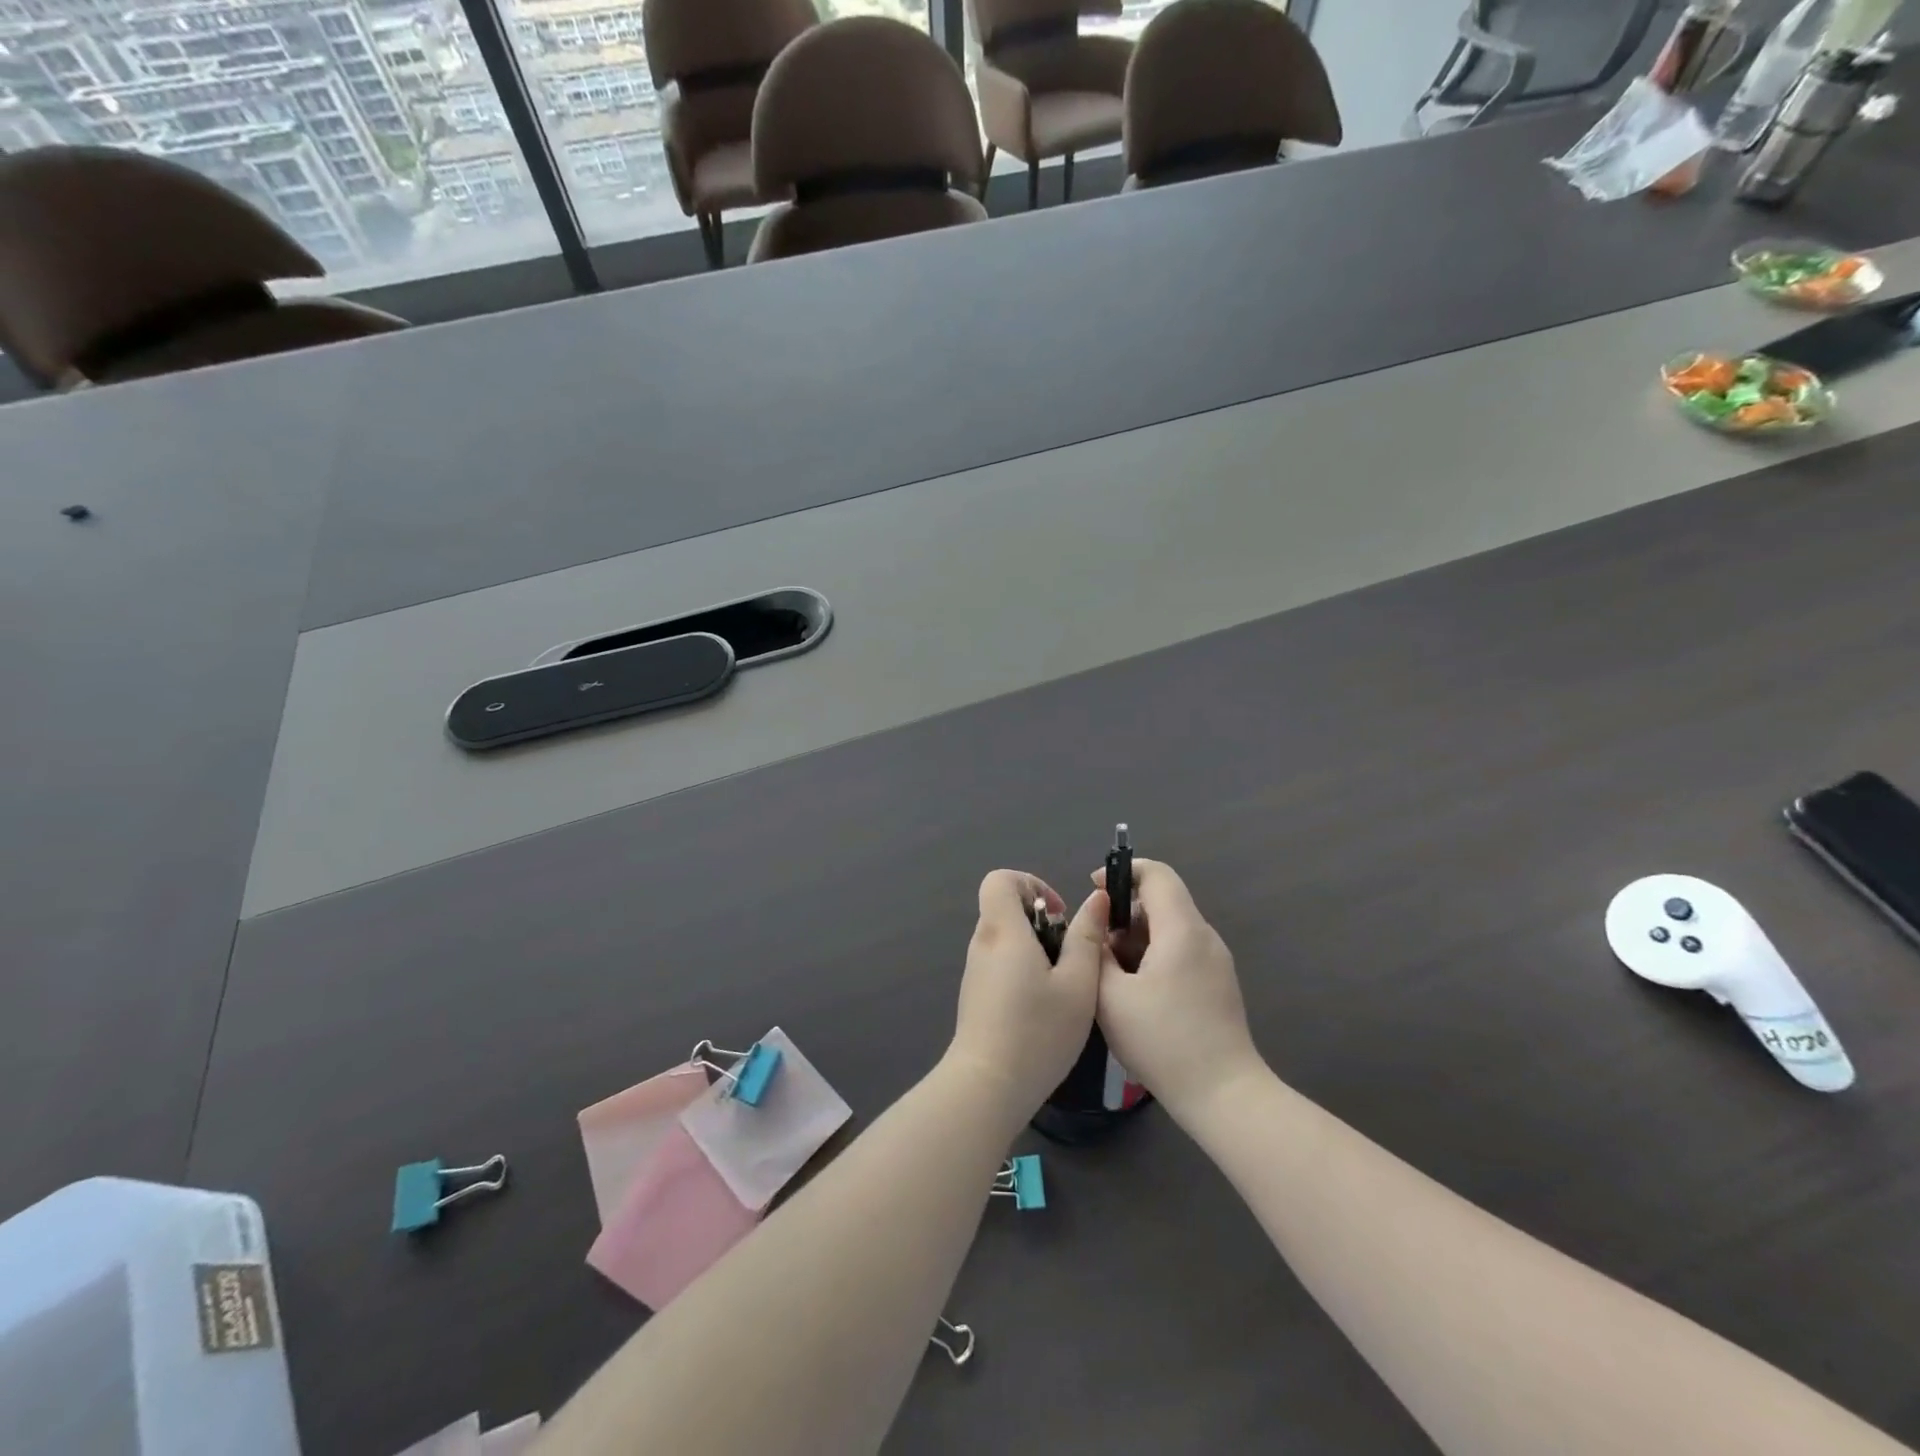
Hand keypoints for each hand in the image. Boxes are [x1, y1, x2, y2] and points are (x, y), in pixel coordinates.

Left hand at [946, 870, 1101, 1120]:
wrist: (987, 1086)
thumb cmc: (1038, 1031)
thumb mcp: (1078, 984)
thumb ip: (1086, 937)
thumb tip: (1095, 899)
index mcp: (1002, 930)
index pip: (999, 879)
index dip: (1031, 883)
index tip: (1058, 914)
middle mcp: (982, 942)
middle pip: (1004, 907)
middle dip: (1040, 919)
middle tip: (1069, 954)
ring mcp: (974, 970)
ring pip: (1004, 937)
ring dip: (1034, 946)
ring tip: (1062, 984)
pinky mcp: (974, 994)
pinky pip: (999, 962)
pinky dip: (1022, 968)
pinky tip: (1043, 1005)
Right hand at [1094, 858, 1265, 1120]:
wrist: (1224, 1095)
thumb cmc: (1163, 1041)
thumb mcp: (1111, 997)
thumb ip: (1096, 953)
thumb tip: (1097, 932)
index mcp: (1182, 930)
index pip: (1156, 874)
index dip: (1122, 871)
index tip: (1093, 889)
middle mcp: (1205, 937)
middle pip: (1161, 901)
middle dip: (1124, 915)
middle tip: (1097, 948)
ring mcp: (1217, 962)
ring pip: (1170, 929)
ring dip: (1137, 939)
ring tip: (1113, 977)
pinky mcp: (1219, 984)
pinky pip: (1182, 952)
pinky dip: (1155, 957)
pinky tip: (1137, 994)